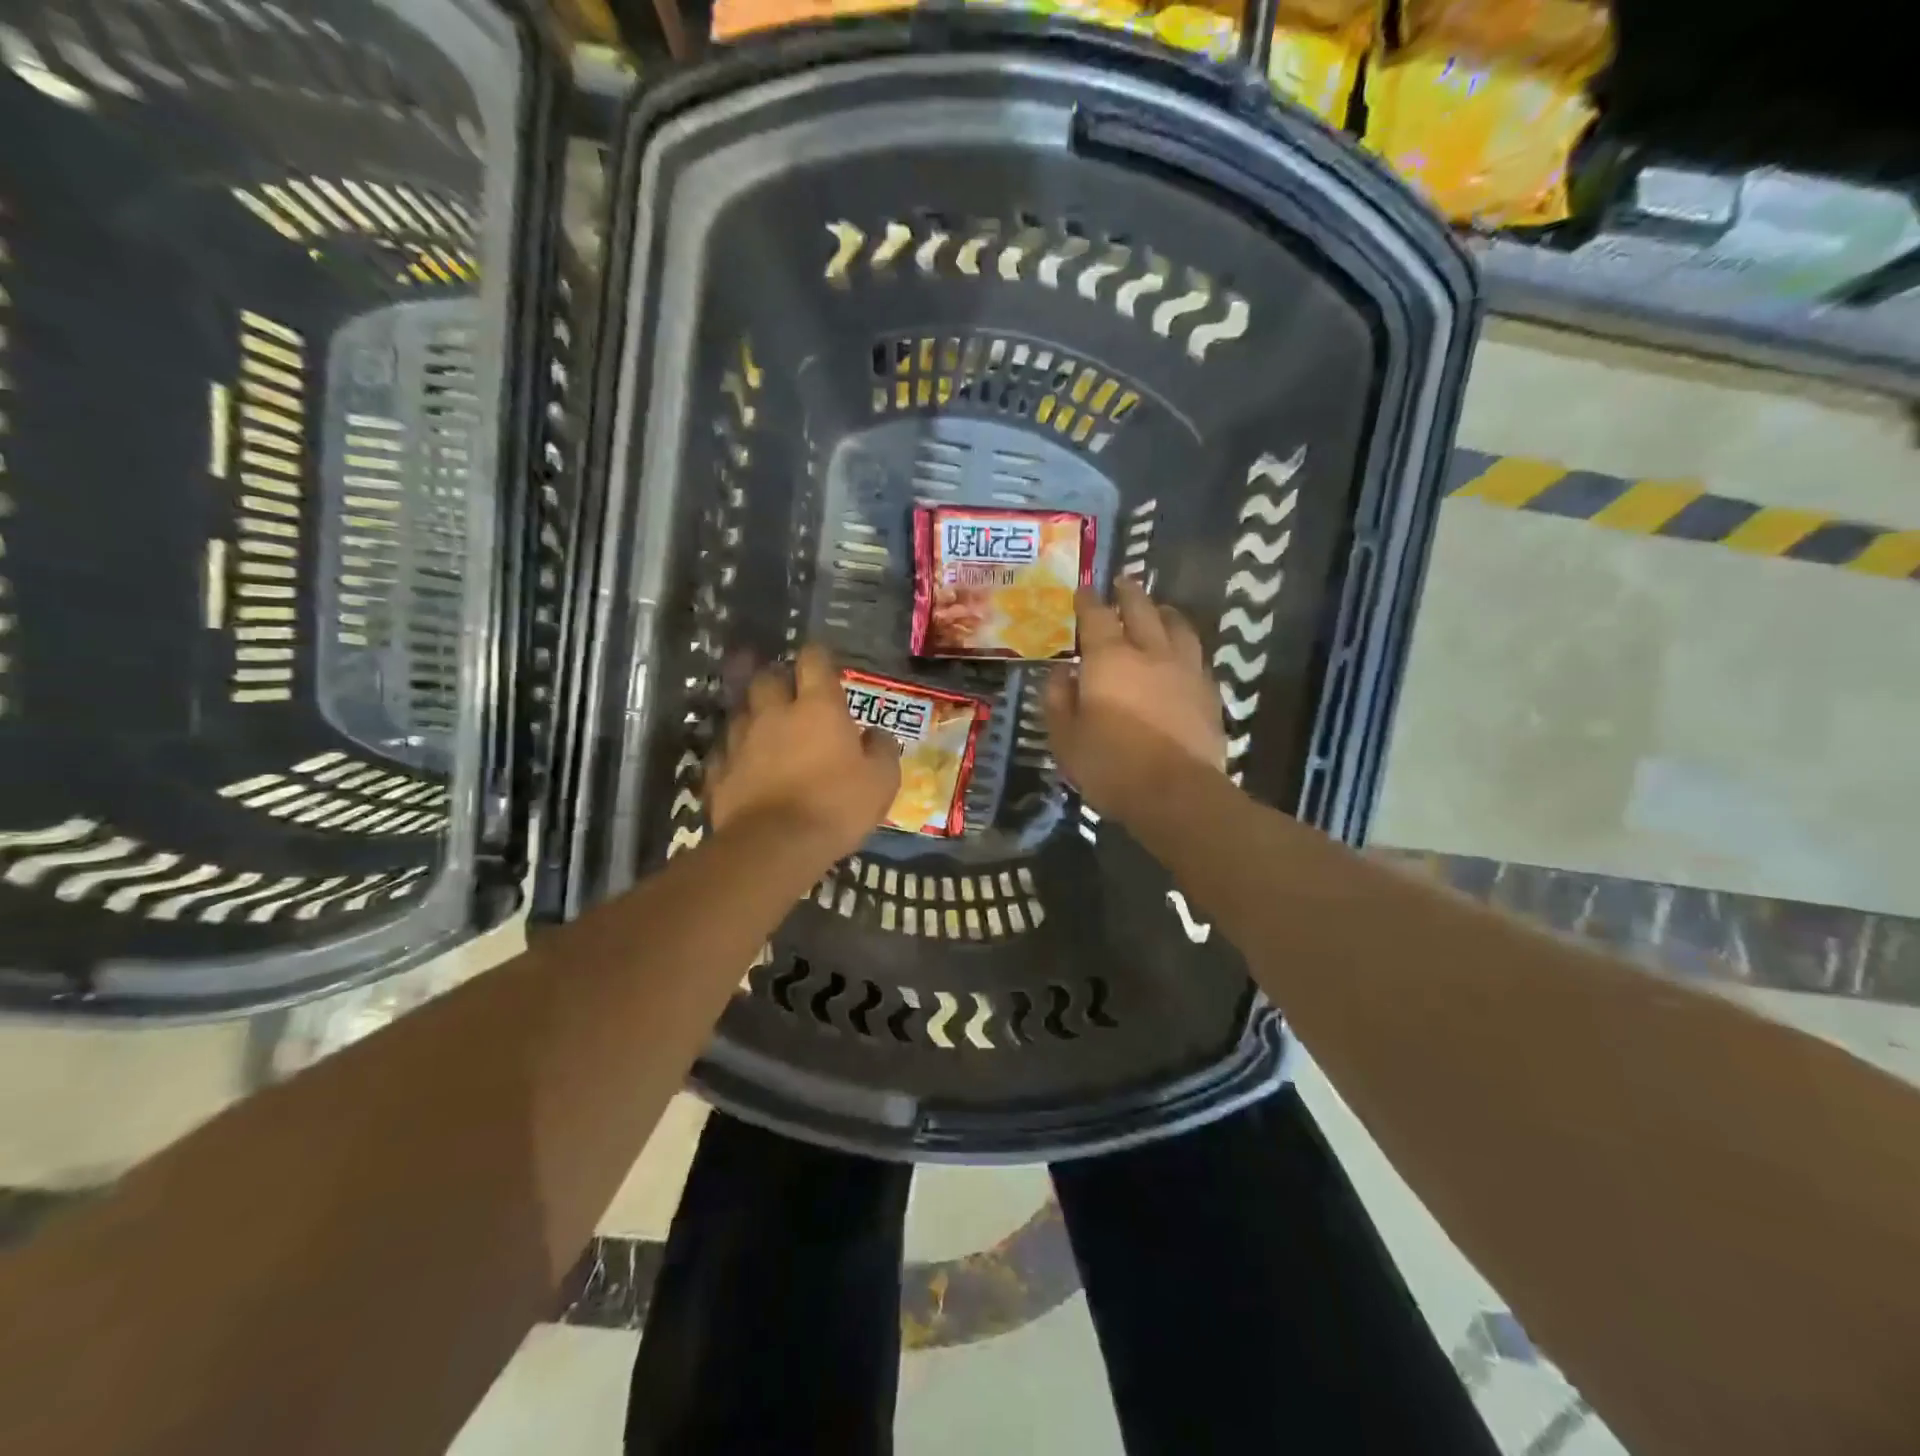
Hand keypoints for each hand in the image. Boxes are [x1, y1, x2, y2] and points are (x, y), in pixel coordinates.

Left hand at [706, 645, 901, 859]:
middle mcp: (775, 713)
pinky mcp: (719, 771)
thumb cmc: (836, 806)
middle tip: (790, 693)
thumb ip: (882, 750)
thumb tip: (877, 734)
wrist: (775, 845)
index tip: (822, 662)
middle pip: (767, 678)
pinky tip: (743, 765)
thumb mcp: (882, 781)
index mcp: (818, 708)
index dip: (818, 657)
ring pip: (741, 712)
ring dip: (754, 715)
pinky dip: (736, 753)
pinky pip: (726, 751)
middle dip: (778, 679)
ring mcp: (741, 741)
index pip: (814, 661)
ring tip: (765, 729)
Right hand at [1046, 580, 1227, 821]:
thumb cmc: (1111, 767)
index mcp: (1109, 659)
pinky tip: (1181, 654)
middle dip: (1129, 593)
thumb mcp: (1065, 739)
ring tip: (1159, 610)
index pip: (1096, 616)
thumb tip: (1061, 672)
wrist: (1177, 794)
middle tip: (1123, 582)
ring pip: (1178, 626)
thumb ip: (1059, 700)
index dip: (1088, 600)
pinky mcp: (1209, 692)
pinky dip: (1184, 645)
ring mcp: (1185, 670)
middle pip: (1142, 609)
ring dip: (1164, 612)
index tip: (1084, 589)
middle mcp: (1150, 653)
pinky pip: (1196, 655)